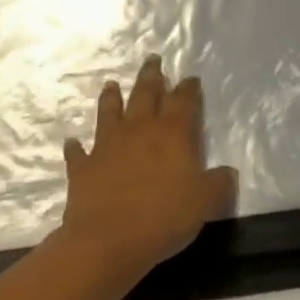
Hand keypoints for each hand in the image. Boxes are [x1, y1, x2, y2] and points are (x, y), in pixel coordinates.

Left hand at [58, 56, 237, 281]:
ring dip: (111, 98)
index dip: (188, 88)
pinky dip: (75, 147)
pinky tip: (72, 142)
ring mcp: (107, 146)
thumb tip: (227, 173)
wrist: (108, 241)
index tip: (190, 78)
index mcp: (171, 133)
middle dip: (151, 76)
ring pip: (109, 113)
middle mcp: (139, 130)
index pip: (182, 100)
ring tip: (112, 84)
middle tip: (152, 59)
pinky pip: (78, 153)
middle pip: (145, 94)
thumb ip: (218, 183)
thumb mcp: (205, 202)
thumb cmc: (163, 217)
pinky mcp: (83, 168)